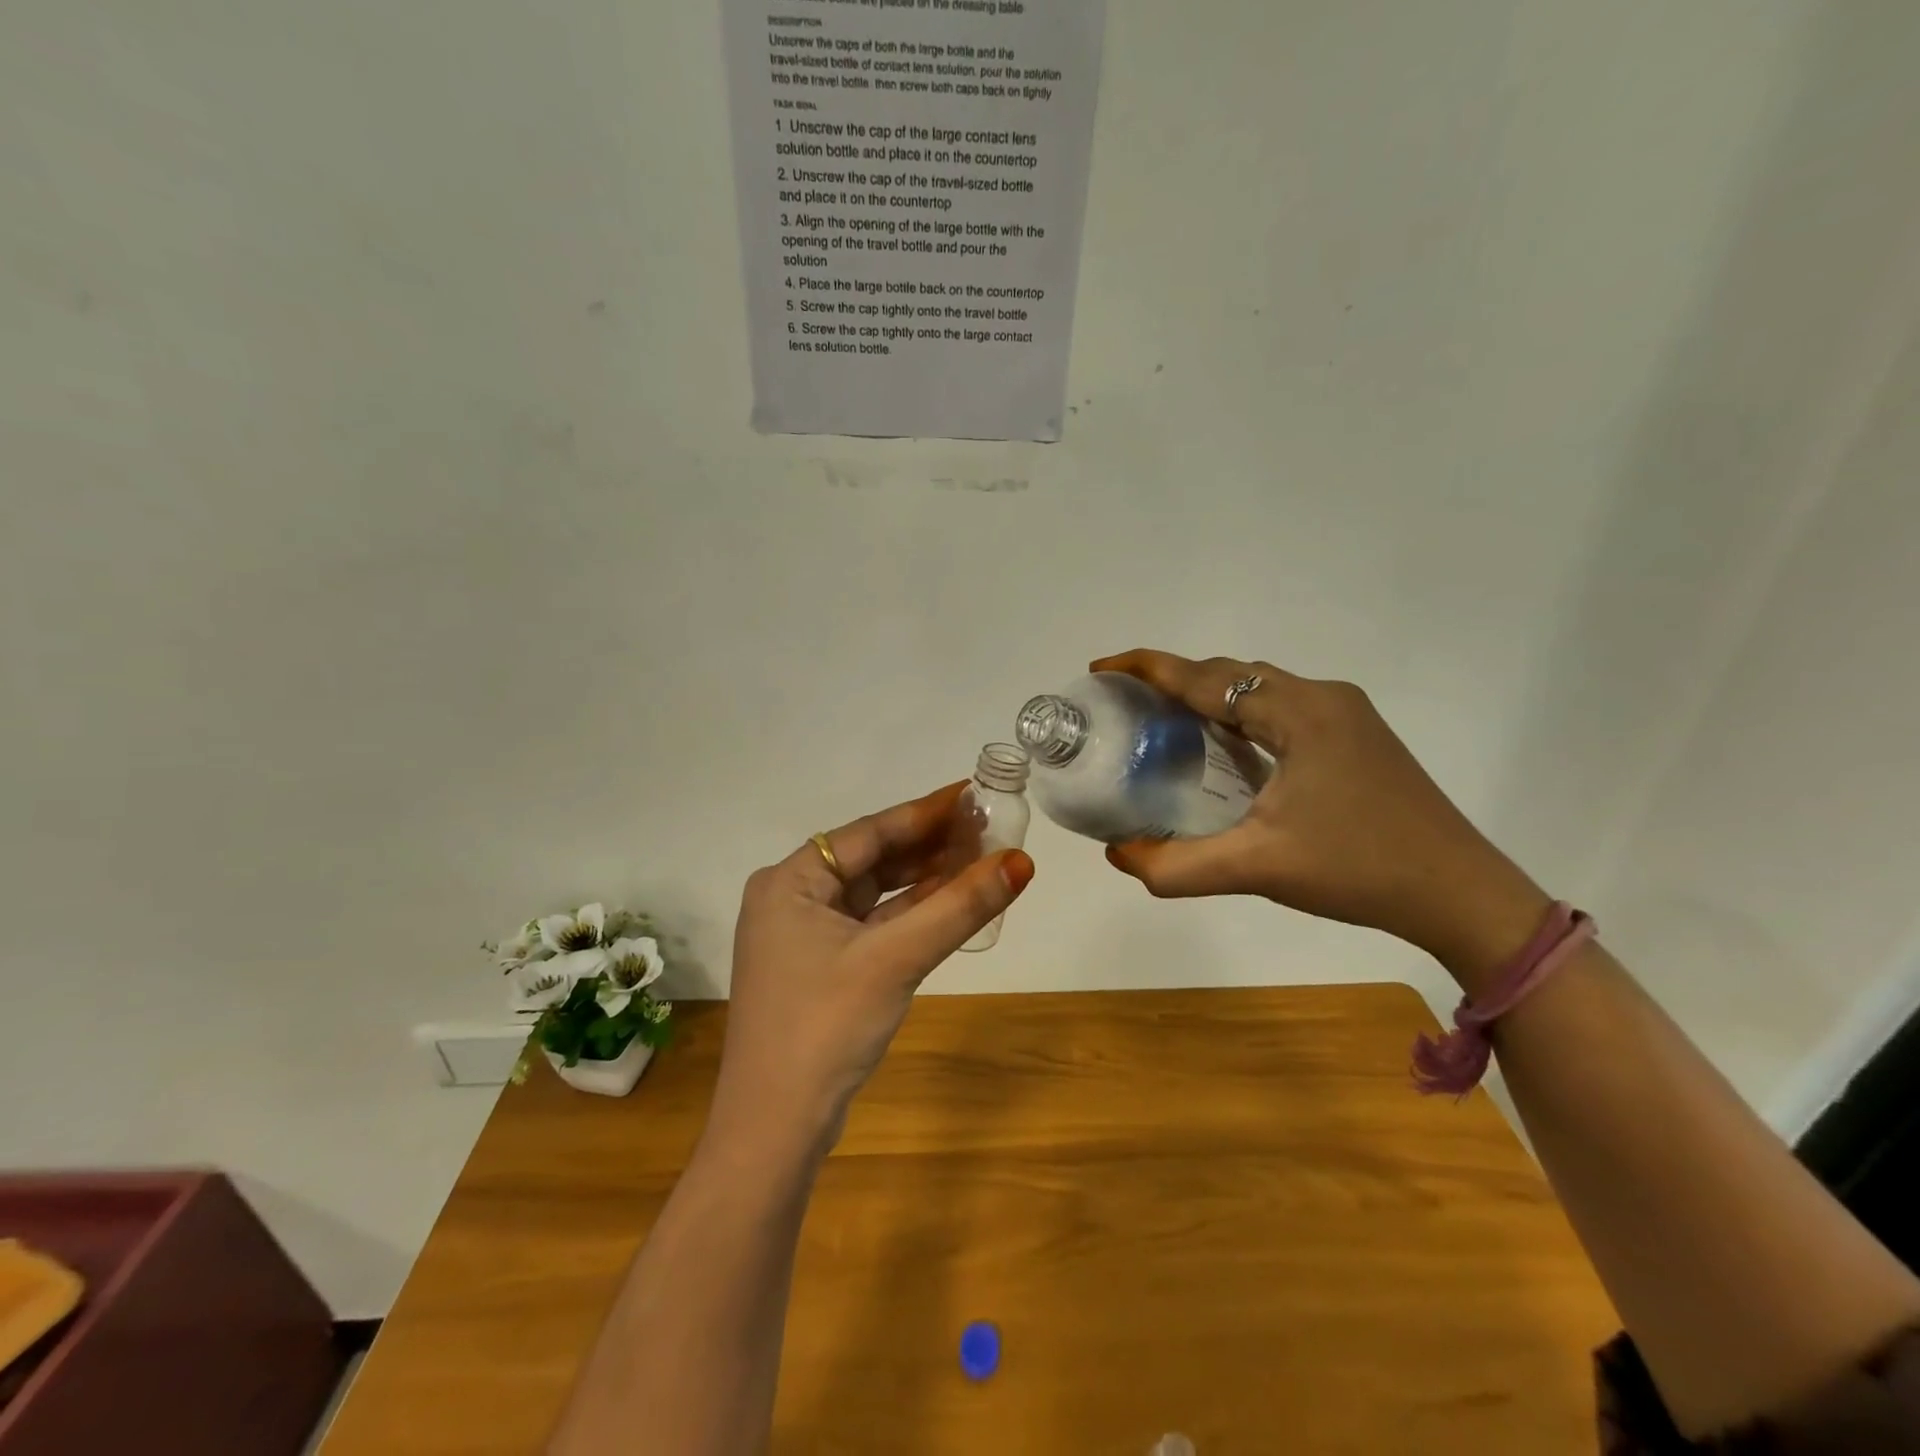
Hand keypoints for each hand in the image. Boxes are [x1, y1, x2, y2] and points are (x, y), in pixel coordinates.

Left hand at [710, 782, 1034, 1157]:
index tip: (973, 793)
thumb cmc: (826, 1026)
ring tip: (978, 858)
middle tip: (985, 827)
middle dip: (929, 845)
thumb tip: (1021, 861)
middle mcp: (791, 898)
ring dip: (923, 880)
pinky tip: (949, 903)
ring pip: (875, 894)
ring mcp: (803, 936)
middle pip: (872, 859)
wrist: (774, 1129)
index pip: (869, 832)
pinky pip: (873, 925)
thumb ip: (959, 908)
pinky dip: (910, 915)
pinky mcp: (820, 968)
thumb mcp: (896, 959)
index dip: (925, 812)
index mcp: (789, 881)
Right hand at [1091, 650, 1548, 982]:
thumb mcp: (1258, 868)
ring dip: (1210, 696)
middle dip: (1175, 680)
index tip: (1102, 669)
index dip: (1149, 669)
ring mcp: (1346, 716)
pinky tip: (1226, 747)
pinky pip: (1281, 710)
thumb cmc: (1359, 870)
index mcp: (1300, 713)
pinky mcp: (1357, 739)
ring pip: (1260, 690)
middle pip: (1232, 675)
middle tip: (1128, 703)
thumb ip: (1178, 866)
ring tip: (1165, 720)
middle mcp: (1323, 698)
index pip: (1207, 678)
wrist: (1461, 894)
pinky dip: (1240, 716)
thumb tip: (1117, 855)